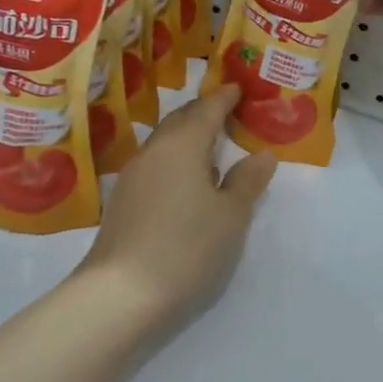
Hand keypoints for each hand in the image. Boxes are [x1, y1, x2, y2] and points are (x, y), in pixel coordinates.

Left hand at [77, 85, 277, 329]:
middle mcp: (153, 151)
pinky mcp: (122, 201)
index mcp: (182, 145)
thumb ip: (247, 181)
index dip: (225, 97)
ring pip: (164, 142)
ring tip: (211, 145)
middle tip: (227, 111)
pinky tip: (186, 180)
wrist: (120, 293)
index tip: (239, 88)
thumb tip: (262, 154)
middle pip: (180, 120)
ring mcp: (132, 176)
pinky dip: (174, 159)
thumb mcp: (231, 216)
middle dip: (203, 112)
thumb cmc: (187, 247)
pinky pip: (155, 164)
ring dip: (187, 137)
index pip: (207, 109)